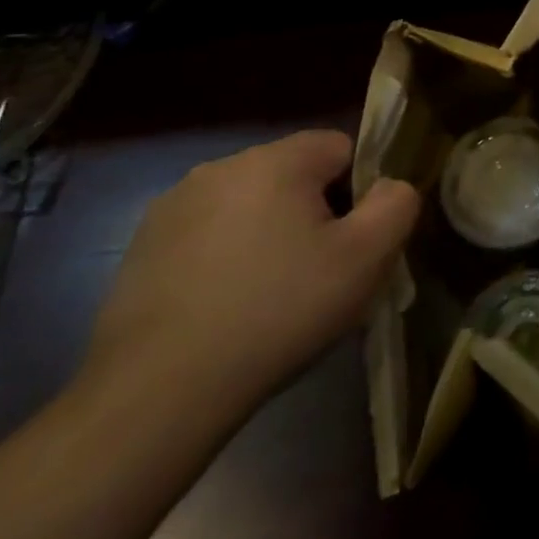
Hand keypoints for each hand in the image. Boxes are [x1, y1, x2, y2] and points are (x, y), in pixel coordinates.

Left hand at [85, 130, 418, 414]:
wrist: (160, 390)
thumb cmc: (279, 311)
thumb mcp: (367, 258)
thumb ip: (396, 204)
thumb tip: (390, 186)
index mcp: (275, 160)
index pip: (341, 148)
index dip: (360, 191)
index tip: (354, 243)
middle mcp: (220, 167)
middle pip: (294, 176)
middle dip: (314, 214)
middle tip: (320, 275)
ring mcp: (172, 207)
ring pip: (249, 207)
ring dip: (268, 235)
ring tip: (271, 297)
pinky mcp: (142, 248)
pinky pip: (207, 237)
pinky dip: (225, 260)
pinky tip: (226, 309)